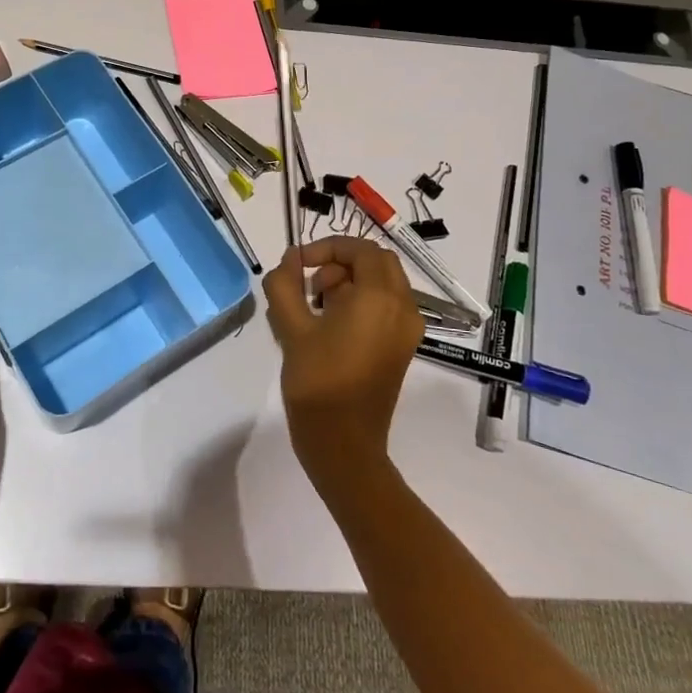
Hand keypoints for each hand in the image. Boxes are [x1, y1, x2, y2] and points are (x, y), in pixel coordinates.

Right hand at [262, 236, 423, 493]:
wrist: (344, 444)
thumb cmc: (317, 382)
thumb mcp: (291, 328)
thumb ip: (285, 284)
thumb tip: (290, 261)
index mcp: (380, 298)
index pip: (361, 249)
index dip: (327, 247)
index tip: (298, 264)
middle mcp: (403, 308)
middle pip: (376, 263)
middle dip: (340, 263)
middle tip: (310, 286)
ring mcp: (406, 330)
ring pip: (382, 284)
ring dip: (349, 282)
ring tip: (314, 309)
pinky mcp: (402, 348)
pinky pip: (386, 307)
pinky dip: (361, 302)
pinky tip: (329, 327)